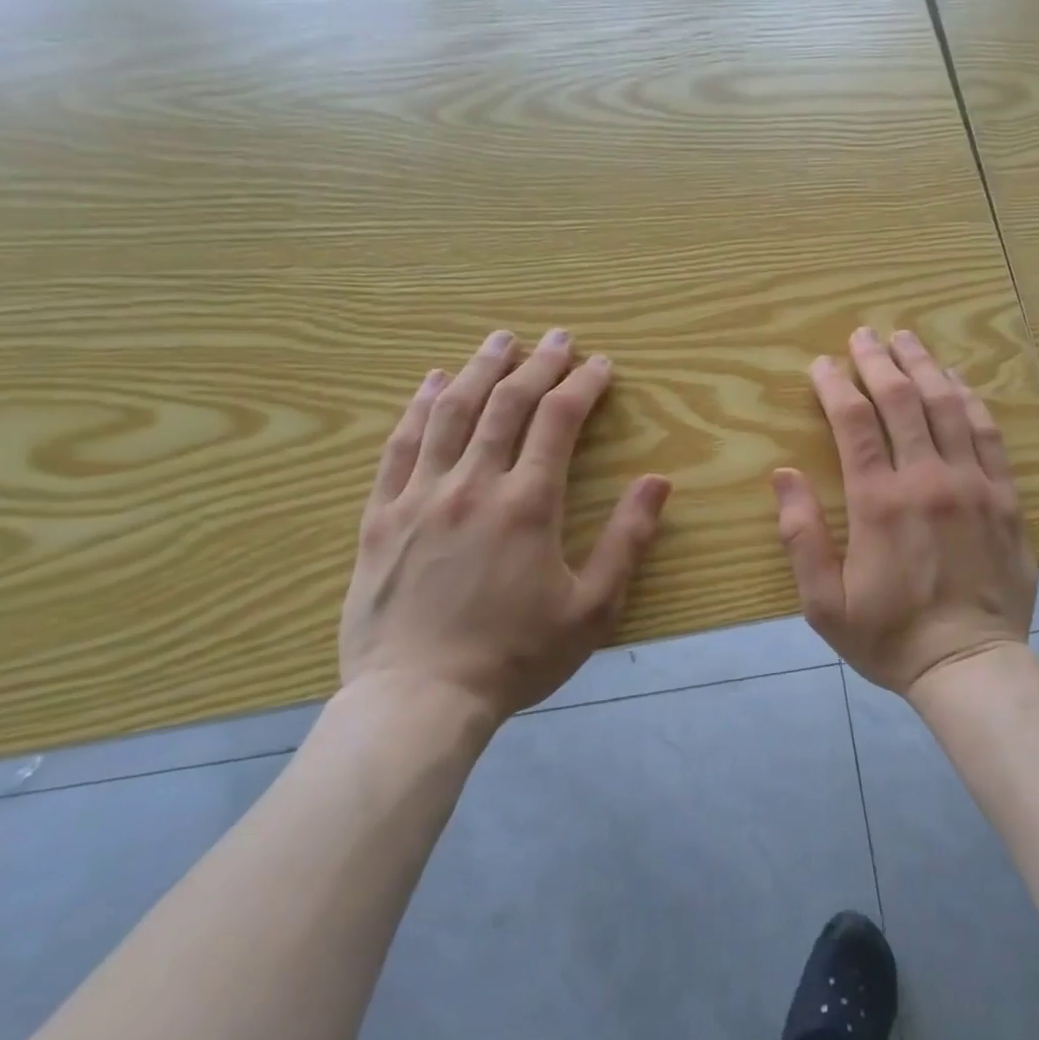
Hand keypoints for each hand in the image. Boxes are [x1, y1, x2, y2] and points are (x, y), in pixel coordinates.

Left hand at [339, 328, 671, 722]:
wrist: (418, 702)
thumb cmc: (515, 656)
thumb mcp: (592, 608)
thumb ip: (627, 539)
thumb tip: (658, 481)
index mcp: (527, 503)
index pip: (559, 420)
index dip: (583, 385)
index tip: (601, 364)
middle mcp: (473, 484)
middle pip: (506, 404)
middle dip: (537, 363)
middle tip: (557, 338)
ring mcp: (420, 496)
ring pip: (451, 413)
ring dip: (480, 369)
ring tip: (499, 340)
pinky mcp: (381, 516)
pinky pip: (399, 446)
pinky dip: (418, 407)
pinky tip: (432, 383)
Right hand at [772, 328, 1037, 696]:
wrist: (971, 666)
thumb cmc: (890, 637)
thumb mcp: (824, 603)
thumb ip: (800, 536)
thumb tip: (783, 474)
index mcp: (880, 502)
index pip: (854, 423)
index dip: (834, 386)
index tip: (821, 365)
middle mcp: (928, 480)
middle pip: (902, 400)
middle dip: (878, 361)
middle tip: (863, 335)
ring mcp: (974, 484)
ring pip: (947, 406)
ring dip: (924, 366)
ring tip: (907, 339)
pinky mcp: (1006, 497)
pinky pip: (989, 433)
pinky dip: (970, 399)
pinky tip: (956, 381)